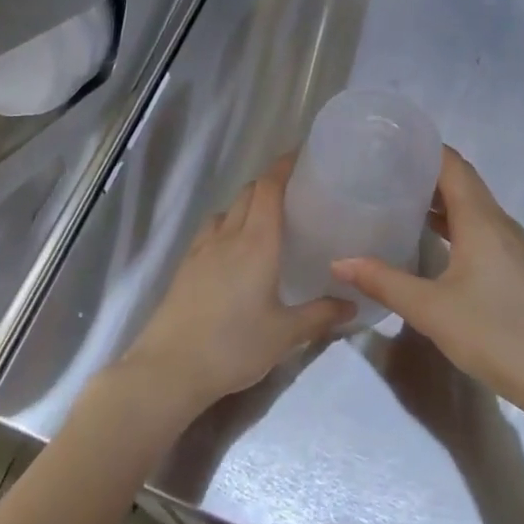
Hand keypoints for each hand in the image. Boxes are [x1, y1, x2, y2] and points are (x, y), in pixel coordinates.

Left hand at [118, 157, 353, 419]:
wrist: (170, 367)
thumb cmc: (234, 346)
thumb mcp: (285, 335)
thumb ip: (321, 315)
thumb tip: (353, 303)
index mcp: (257, 242)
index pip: (269, 187)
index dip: (283, 166)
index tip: (302, 156)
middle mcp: (229, 235)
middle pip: (248, 193)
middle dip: (269, 184)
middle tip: (295, 194)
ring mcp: (202, 248)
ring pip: (228, 210)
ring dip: (246, 205)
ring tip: (265, 222)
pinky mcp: (185, 265)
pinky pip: (210, 231)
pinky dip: (226, 226)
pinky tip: (233, 251)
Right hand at [334, 148, 523, 422]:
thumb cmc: (494, 334)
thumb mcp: (431, 310)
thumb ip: (384, 281)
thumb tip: (338, 262)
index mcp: (482, 220)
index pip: (453, 165)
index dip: (424, 148)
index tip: (389, 142)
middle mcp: (500, 223)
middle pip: (462, 182)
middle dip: (426, 170)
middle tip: (384, 169)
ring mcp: (512, 245)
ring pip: (473, 206)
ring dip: (440, 198)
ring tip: (399, 197)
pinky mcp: (515, 266)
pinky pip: (480, 227)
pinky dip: (454, 221)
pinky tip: (430, 238)